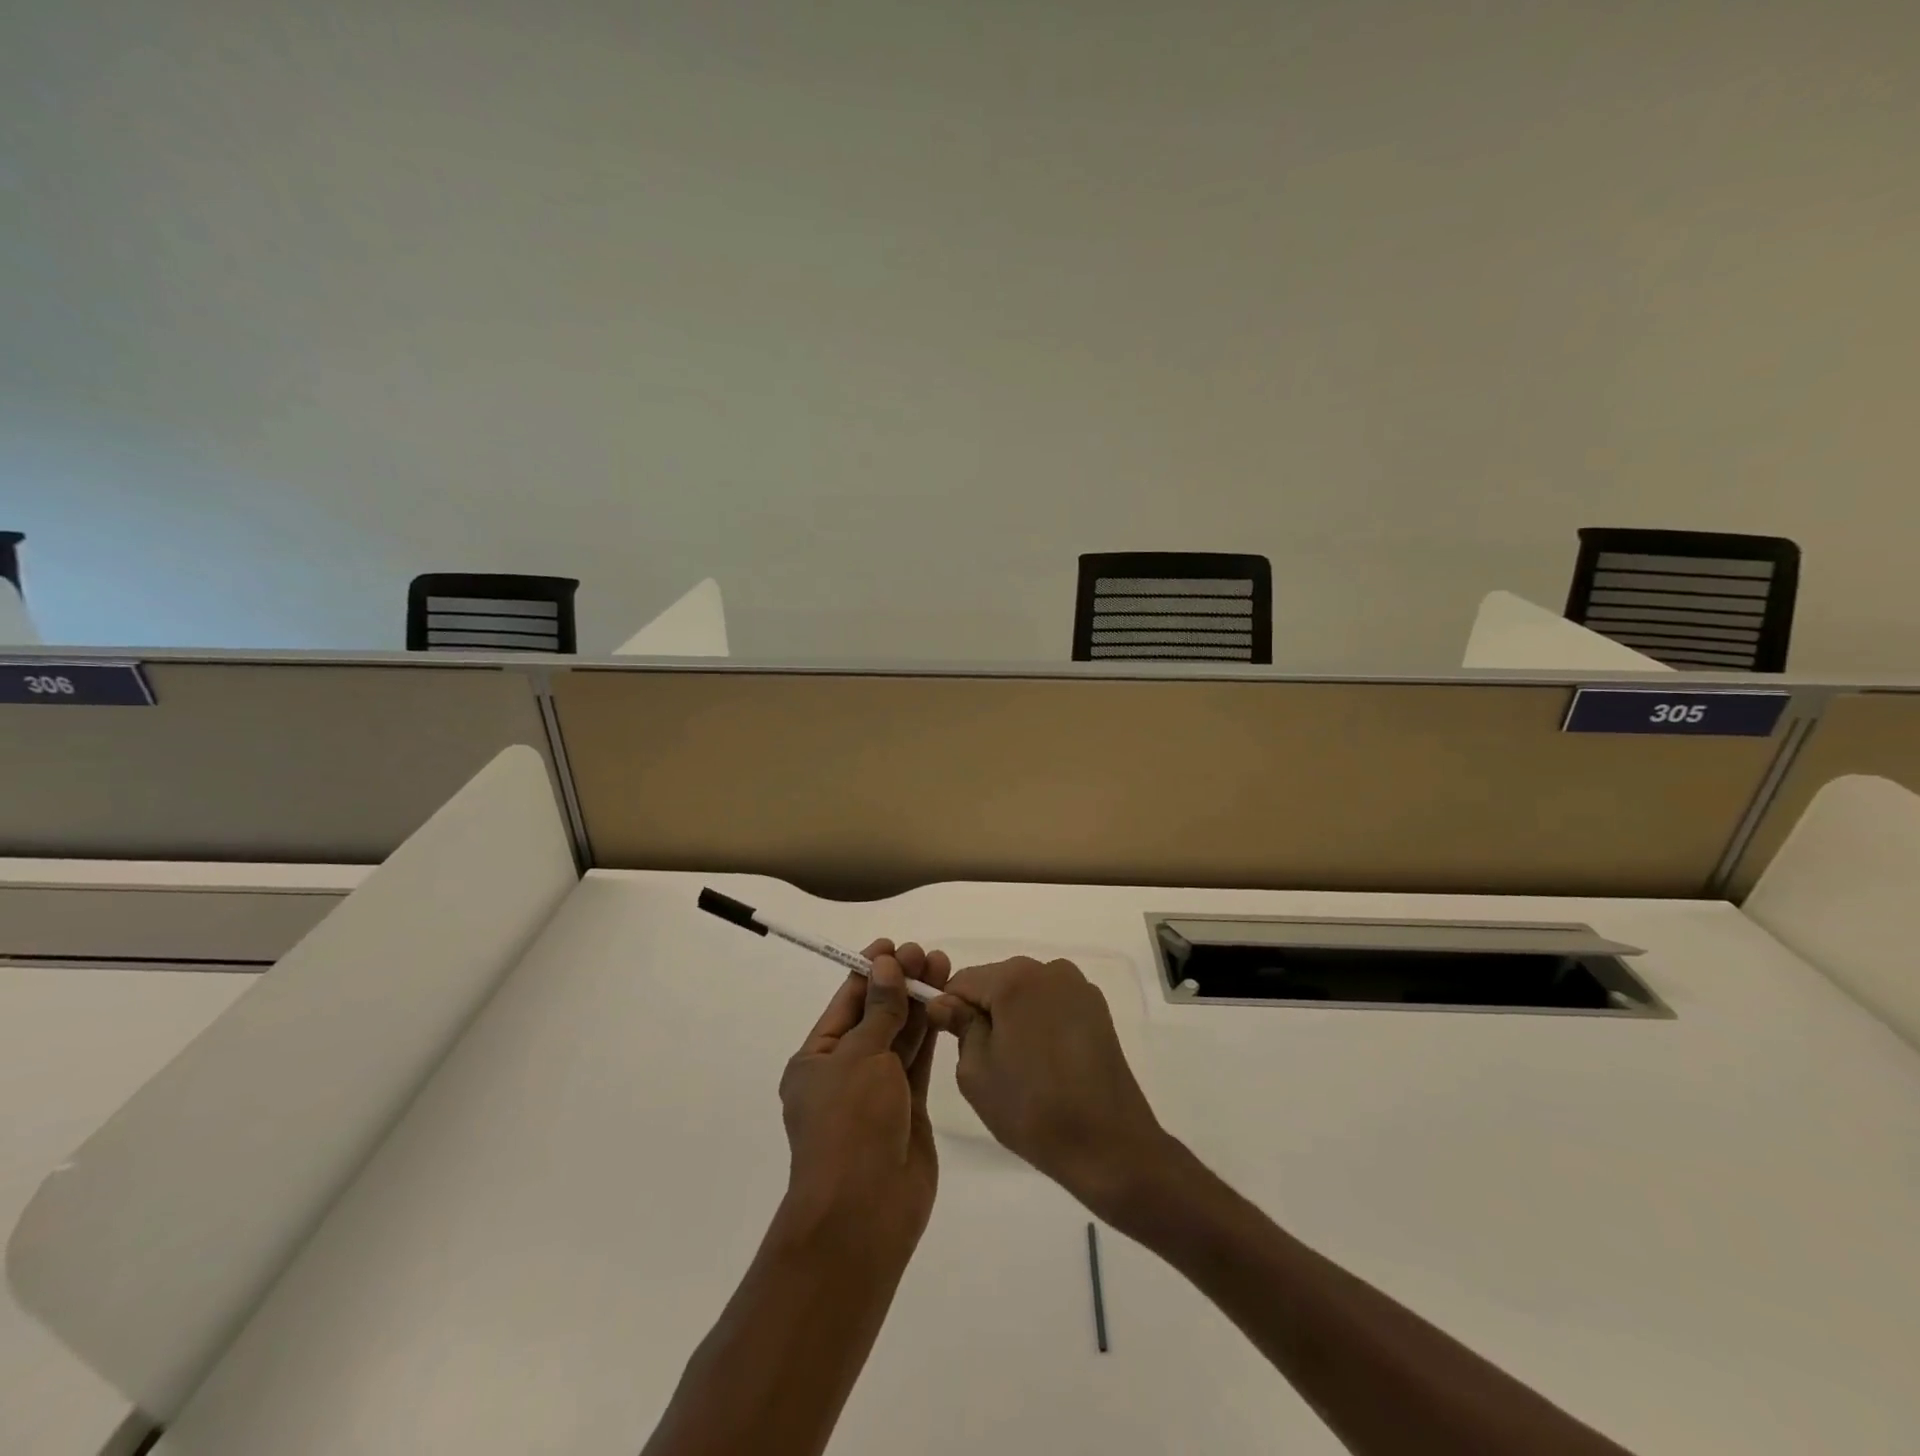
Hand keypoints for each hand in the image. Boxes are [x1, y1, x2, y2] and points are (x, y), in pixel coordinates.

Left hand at [778, 940, 951, 1258]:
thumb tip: (885, 964)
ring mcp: (878, 1093)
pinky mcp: (907, 1110)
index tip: (894, 945)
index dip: (870, 971)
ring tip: (942, 967)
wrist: (864, 1213)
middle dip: (899, 984)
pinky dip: (931, 1034)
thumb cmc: (850, 1125)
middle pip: (876, 1016)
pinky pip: (918, 1063)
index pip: (846, 1003)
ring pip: (901, 1037)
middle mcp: (845, 1072)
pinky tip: (946, 1005)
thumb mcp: (861, 1057)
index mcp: (817, 1059)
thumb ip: (880, 1010)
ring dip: (918, 1004)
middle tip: (926, 954)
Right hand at [926, 957, 1169, 1216]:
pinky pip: (1052, 1004)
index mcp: (1015, 979)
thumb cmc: (1032, 1108)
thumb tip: (946, 1003)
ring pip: (1026, 992)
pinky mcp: (1097, 1008)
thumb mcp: (976, 1071)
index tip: (948, 1040)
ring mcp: (1078, 986)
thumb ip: (959, 1027)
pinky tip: (1046, 1061)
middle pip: (997, 981)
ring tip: (1020, 1064)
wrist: (1109, 1144)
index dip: (948, 1007)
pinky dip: (1041, 1022)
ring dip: (1013, 1016)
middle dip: (984, 1011)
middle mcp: (1049, 970)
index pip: (964, 980)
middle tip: (985, 1061)